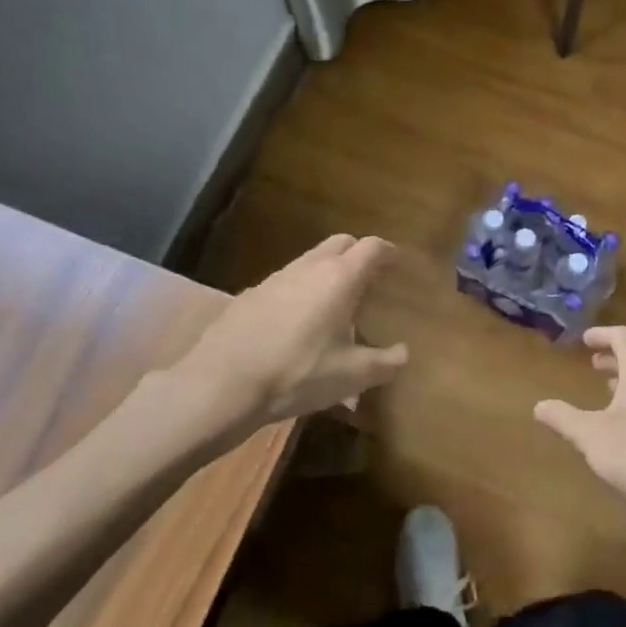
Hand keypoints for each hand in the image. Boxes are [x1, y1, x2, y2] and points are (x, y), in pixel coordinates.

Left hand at [177, 235, 408, 434]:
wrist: (221, 383)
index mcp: (340, 278)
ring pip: (310, 261)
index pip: (371, 247)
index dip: (387, 251)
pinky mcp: (250, 295)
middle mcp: (309, 268)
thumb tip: (404, 353)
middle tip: (368, 278)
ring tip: (333, 303)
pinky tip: (296, 322)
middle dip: (357, 253)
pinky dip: (299, 291)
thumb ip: (386, 363)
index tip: (396, 260)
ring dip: (326, 272)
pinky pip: (285, 282)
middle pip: (340, 242)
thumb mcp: (352, 376)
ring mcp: (275, 278)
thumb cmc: (298, 373)